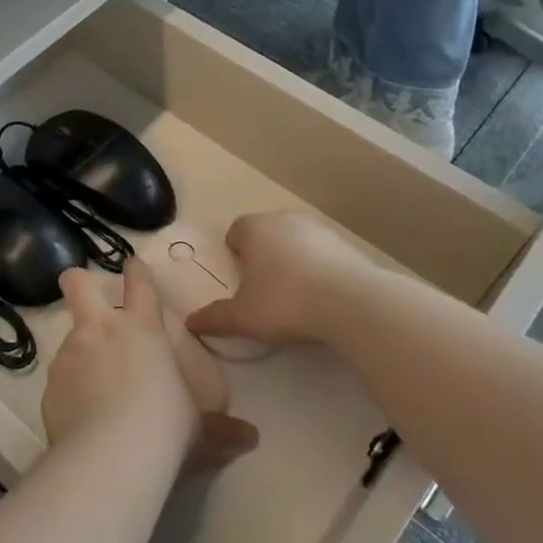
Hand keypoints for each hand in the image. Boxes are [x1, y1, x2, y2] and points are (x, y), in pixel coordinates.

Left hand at [43, 261, 258, 475]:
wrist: (111, 454)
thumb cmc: (165, 427)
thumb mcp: (200, 429)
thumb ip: (221, 429)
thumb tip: (251, 438)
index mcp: (142, 329)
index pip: (139, 284)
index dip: (136, 271)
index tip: (133, 265)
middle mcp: (101, 331)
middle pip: (78, 285)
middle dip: (78, 281)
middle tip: (80, 288)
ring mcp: (70, 355)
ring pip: (68, 338)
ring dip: (79, 354)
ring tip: (92, 388)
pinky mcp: (49, 386)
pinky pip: (59, 382)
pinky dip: (68, 393)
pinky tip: (79, 419)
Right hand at [186, 212, 372, 349]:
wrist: (351, 303)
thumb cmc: (285, 302)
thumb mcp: (243, 317)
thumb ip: (215, 318)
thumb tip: (190, 322)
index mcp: (255, 229)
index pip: (236, 230)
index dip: (235, 251)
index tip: (239, 277)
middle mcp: (285, 220)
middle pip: (267, 233)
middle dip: (263, 255)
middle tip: (263, 288)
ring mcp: (319, 229)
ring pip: (296, 241)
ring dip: (293, 260)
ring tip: (295, 295)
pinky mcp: (347, 245)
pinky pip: (323, 254)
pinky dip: (319, 269)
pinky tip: (322, 296)